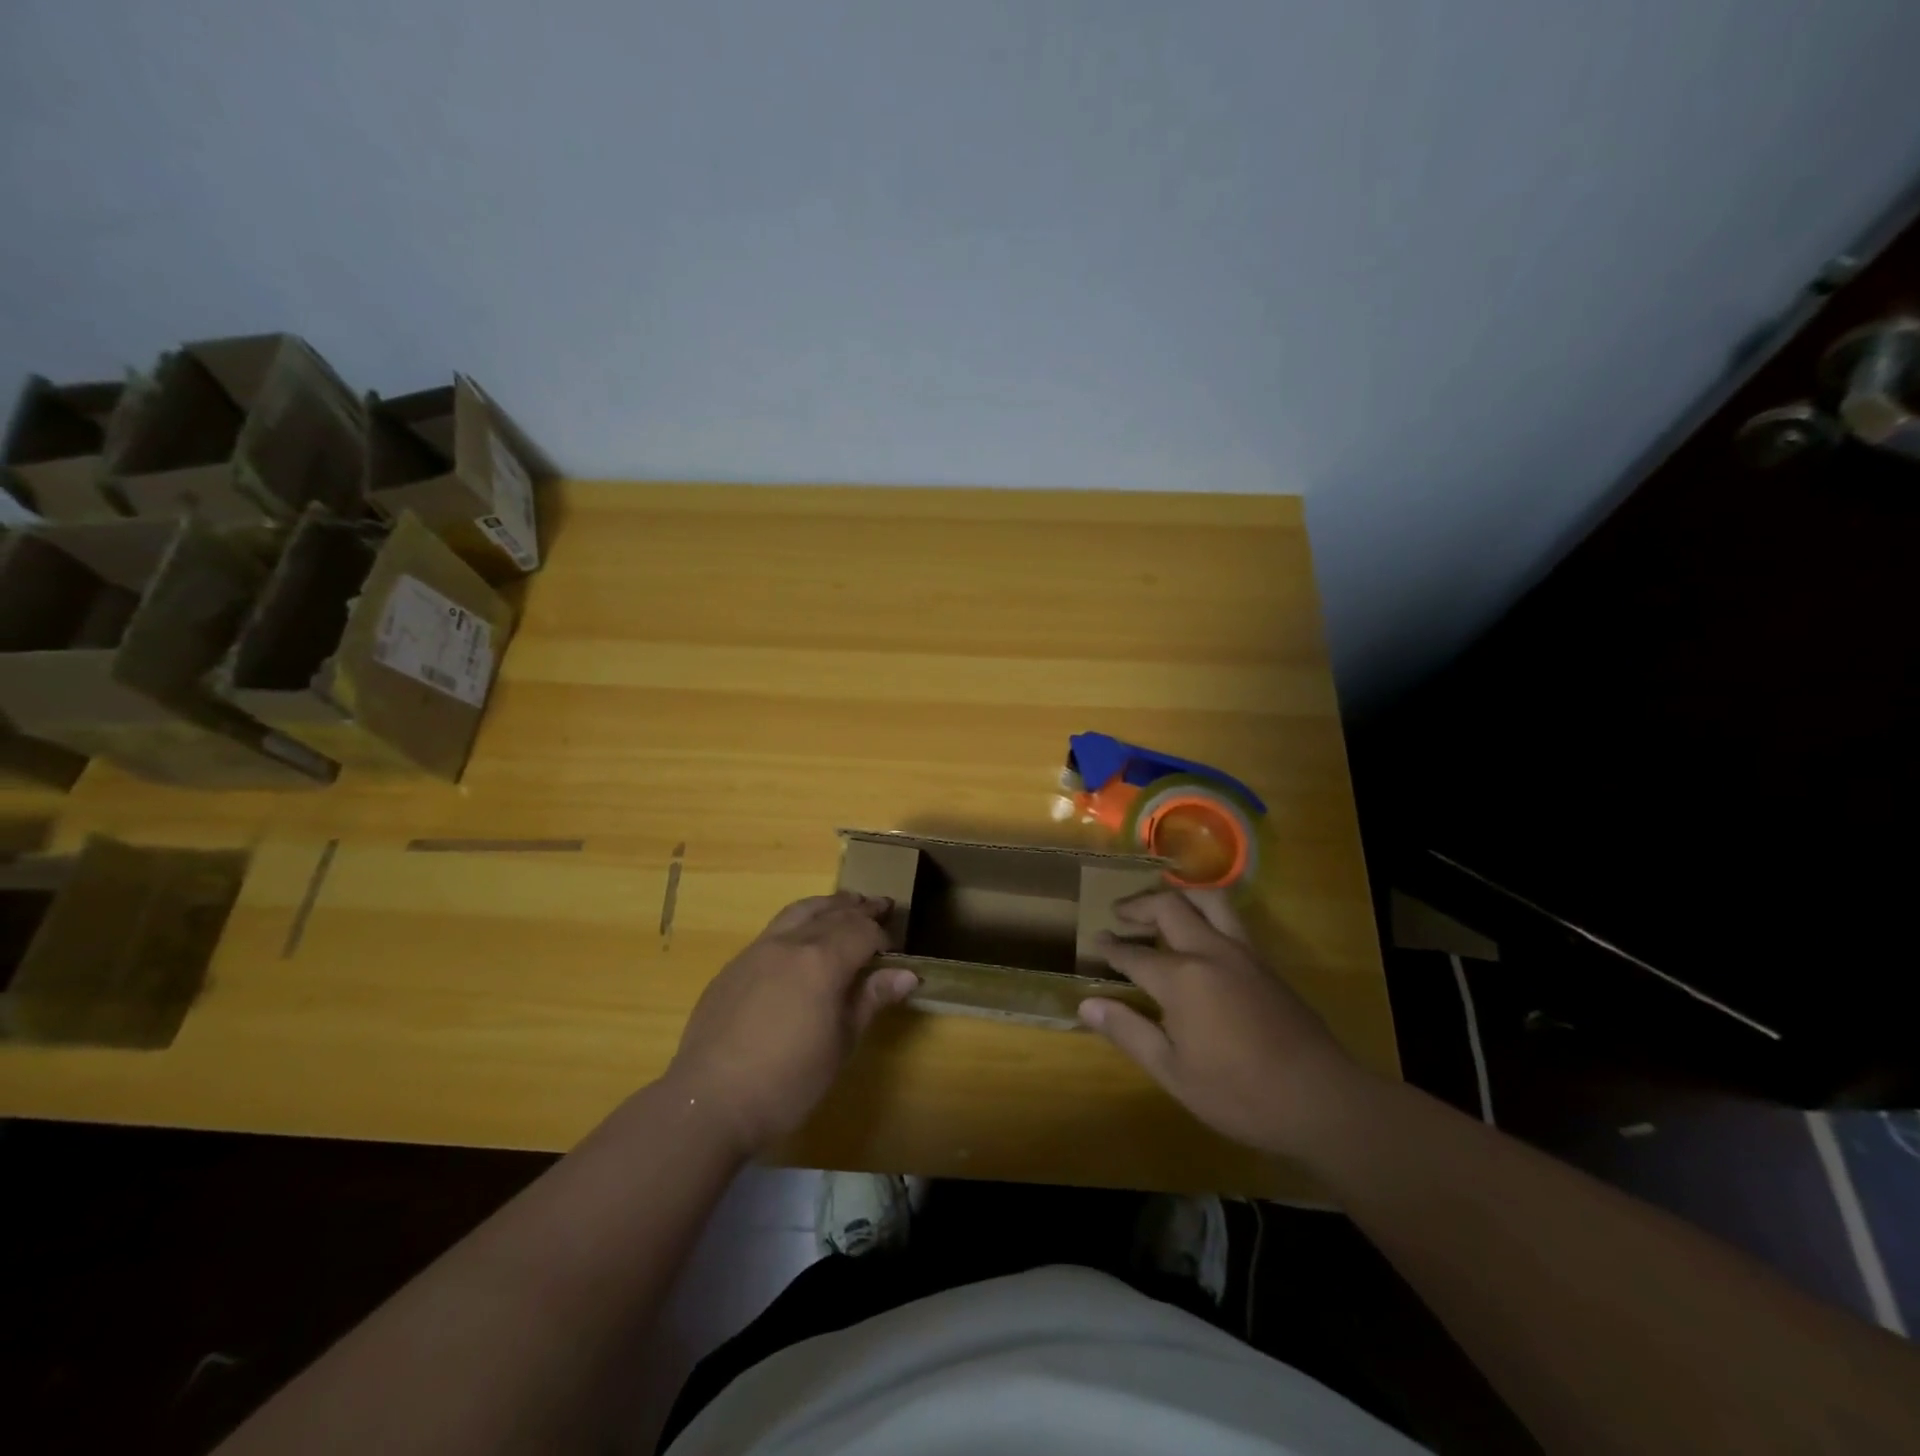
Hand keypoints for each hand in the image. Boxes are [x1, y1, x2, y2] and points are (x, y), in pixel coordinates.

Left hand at [663, 892, 918, 1157]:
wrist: (710, 1101)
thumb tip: (907, 974)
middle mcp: (791, 943)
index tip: (895, 952)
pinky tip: (802, 939)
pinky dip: (799, 921)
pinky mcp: (735, 965)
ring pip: (800, 911)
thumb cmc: (787, 1081)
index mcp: (822, 961)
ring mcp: (757, 950)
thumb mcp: (841, 1044)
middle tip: (882, 906)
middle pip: (833, 912)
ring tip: (845, 905)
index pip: (862, 930)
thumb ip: (871, 1000)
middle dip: (860, 909)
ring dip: (828, 905)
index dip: (883, 937)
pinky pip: (775, 929)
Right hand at [1078, 889, 1372, 1158]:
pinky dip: (1206, 913)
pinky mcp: (1266, 963)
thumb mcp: (1173, 1072)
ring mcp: (1243, 953)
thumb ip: (1129, 1032)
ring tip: (1162, 907)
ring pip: (1208, 900)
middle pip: (1169, 907)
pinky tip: (1200, 936)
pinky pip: (1231, 919)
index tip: (1096, 940)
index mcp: (1181, 979)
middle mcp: (1210, 952)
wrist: (1320, 1099)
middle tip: (1120, 913)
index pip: (1134, 954)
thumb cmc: (1239, 1093)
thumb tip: (1087, 1005)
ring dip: (1178, 896)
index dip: (1111, 947)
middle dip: (1139, 905)